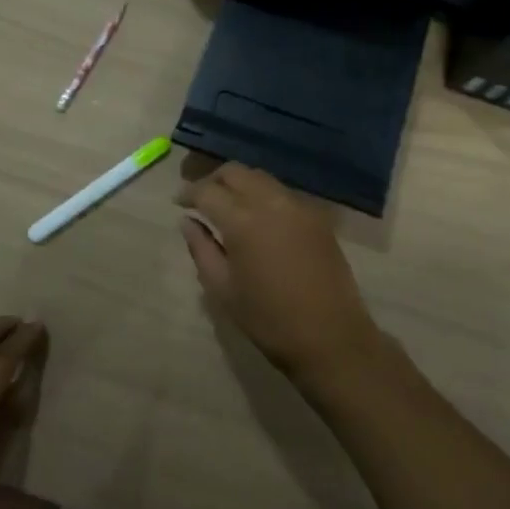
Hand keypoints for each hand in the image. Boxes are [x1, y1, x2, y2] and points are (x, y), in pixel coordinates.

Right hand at [176, 164, 384, 385]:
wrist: (331, 337)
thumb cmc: (269, 319)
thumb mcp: (223, 289)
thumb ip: (201, 248)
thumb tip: (188, 221)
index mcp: (242, 220)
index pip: (207, 190)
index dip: (189, 193)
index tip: (178, 202)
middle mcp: (270, 201)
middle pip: (236, 172)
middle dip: (214, 180)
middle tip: (201, 199)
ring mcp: (298, 205)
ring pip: (261, 177)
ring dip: (240, 183)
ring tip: (228, 205)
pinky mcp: (317, 216)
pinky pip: (282, 192)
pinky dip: (263, 194)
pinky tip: (258, 217)